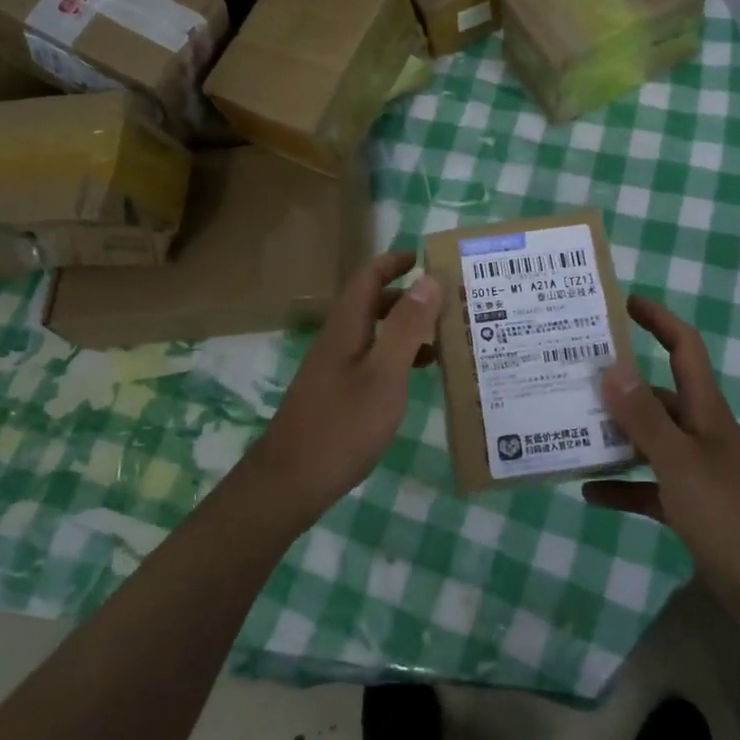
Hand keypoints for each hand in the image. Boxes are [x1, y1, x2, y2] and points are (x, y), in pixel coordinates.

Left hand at [242, 250, 441, 523]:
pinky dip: (397, 358)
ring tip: (445, 341)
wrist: (291, 482)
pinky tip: (417, 378)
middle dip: (409, 296)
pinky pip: (371, 360)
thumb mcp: (384, 374)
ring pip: (374, 334)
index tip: (427, 257)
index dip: (395, 261)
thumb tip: (428, 279)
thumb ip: (406, 327)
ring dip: (406, 329)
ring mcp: (334, 369)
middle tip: (449, 302)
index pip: (368, 276)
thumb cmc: (343, 425)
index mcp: (347, 327)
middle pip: (372, 303)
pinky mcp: (336, 394)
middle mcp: (338, 341)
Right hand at [584, 294, 739, 642]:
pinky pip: (648, 487)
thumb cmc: (733, 517)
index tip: (623, 302)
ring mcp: (696, 471)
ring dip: (613, 436)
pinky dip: (621, 486)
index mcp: (705, 411)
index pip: (683, 348)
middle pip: (656, 395)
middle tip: (572, 375)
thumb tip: (610, 368)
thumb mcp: (683, 464)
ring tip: (569, 428)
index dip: (658, 320)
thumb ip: (645, 419)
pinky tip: (589, 492)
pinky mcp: (690, 508)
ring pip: (648, 441)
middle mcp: (699, 433)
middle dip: (618, 383)